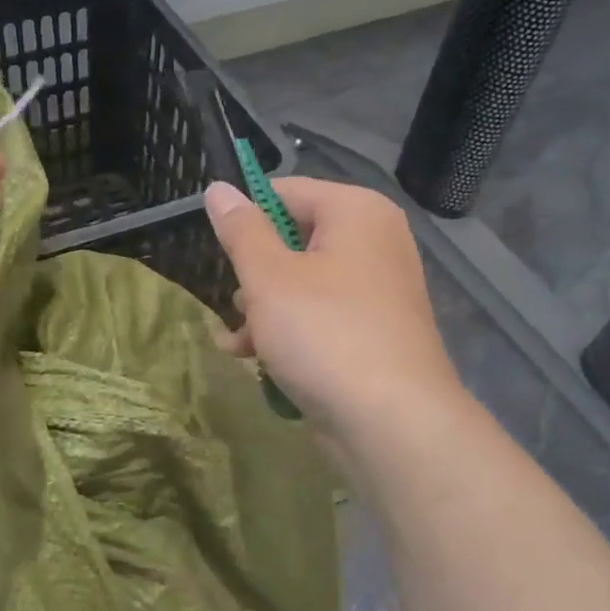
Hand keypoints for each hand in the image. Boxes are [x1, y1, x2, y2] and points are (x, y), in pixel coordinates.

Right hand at [204, 178, 463, 437]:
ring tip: (238, 341)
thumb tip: (218, 188)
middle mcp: (374, 243)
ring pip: (301, 285)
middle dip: (253, 276)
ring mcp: (377, 291)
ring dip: (262, 311)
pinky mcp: (372, 333)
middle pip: (293, 241)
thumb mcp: (269, 277)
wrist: (392, 422)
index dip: (245, 218)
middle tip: (236, 304)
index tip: (217, 252)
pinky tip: (255, 361)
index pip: (286, 192)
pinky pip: (320, 318)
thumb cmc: (324, 334)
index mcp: (356, 212)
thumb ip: (241, 230)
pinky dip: (288, 333)